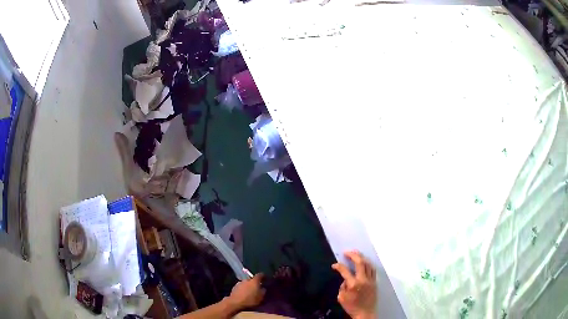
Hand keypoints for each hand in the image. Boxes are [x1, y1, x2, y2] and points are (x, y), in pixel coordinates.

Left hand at [227, 274, 265, 309]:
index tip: (264, 278)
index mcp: (254, 281)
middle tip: (256, 287)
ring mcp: (239, 283)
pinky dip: (243, 289)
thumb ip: (263, 291)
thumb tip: (262, 288)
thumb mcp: (261, 297)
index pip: (259, 275)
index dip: (262, 276)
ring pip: (245, 283)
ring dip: (248, 286)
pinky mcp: (234, 287)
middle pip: (251, 279)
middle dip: (254, 283)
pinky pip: (241, 287)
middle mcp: (246, 280)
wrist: (235, 303)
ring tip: (249, 292)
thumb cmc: (250, 300)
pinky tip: (243, 294)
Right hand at [332, 251, 377, 318]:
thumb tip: (346, 279)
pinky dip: (368, 264)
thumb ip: (342, 286)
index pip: (345, 271)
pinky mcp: (375, 282)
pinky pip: (372, 269)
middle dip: (353, 255)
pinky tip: (364, 262)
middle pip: (360, 262)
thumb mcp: (341, 298)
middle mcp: (363, 280)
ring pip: (368, 264)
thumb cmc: (351, 307)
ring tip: (356, 254)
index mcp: (353, 284)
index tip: (334, 265)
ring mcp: (370, 280)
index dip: (339, 266)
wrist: (365, 313)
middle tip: (346, 252)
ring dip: (361, 257)